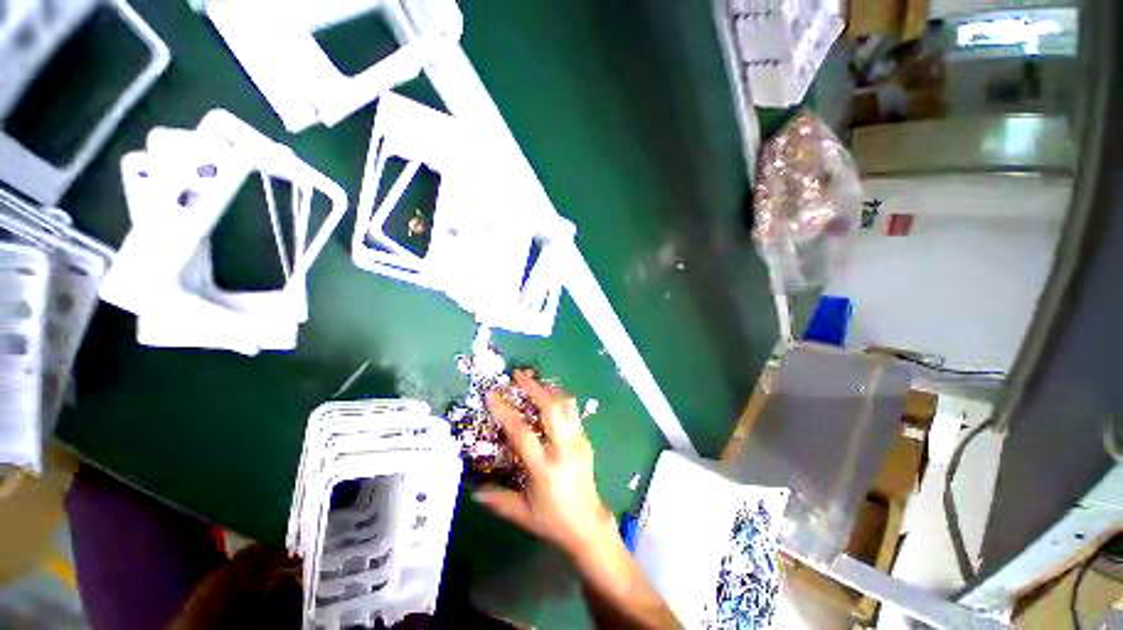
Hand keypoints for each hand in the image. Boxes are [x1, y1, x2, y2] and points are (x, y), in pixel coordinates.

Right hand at [474, 370, 615, 557]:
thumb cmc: (554, 521)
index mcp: (544, 468)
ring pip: (567, 405)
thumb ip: (498, 501)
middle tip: (519, 375)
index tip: (492, 394)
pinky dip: (560, 400)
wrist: (589, 526)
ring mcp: (578, 442)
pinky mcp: (586, 441)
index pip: (522, 433)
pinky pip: (573, 413)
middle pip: (552, 409)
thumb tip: (474, 492)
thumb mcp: (523, 515)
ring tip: (535, 382)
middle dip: (535, 387)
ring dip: (549, 389)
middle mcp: (564, 450)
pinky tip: (549, 399)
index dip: (506, 411)